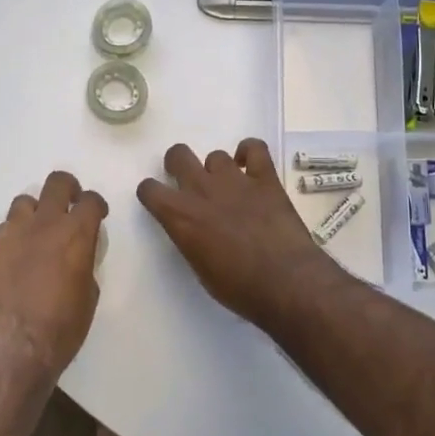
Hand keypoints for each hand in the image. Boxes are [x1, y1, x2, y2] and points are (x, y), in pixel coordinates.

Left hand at [0, 170, 107, 381]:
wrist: (12, 347)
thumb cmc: (61, 328)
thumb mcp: (88, 296)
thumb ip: (84, 264)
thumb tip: (78, 256)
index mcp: (76, 234)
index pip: (91, 201)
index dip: (96, 205)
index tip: (96, 215)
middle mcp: (45, 223)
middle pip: (57, 183)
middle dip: (67, 189)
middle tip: (69, 205)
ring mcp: (14, 232)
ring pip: (25, 201)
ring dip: (36, 211)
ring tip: (37, 231)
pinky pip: (4, 226)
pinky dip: (14, 234)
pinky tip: (15, 254)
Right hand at [137, 139, 347, 331]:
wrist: (284, 281)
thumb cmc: (238, 288)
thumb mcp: (199, 269)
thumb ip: (190, 239)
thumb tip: (195, 230)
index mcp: (180, 216)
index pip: (149, 189)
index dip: (152, 193)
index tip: (160, 201)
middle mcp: (202, 189)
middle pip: (178, 155)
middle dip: (178, 165)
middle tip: (190, 183)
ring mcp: (235, 180)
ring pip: (215, 155)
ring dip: (218, 169)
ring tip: (229, 187)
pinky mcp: (265, 178)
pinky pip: (255, 147)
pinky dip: (250, 152)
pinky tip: (251, 167)